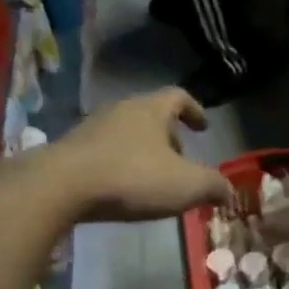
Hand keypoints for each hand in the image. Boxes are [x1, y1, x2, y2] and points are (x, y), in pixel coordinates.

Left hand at [50, 89, 232, 222]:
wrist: (61, 187)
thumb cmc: (132, 177)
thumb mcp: (186, 185)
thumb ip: (213, 186)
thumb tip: (227, 191)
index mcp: (150, 109)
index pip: (178, 97)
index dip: (194, 110)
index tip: (203, 127)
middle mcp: (120, 110)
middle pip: (151, 115)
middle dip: (169, 136)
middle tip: (181, 159)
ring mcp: (92, 129)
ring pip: (126, 134)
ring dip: (143, 152)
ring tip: (153, 179)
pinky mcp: (71, 152)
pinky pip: (105, 153)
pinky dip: (120, 165)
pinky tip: (123, 190)